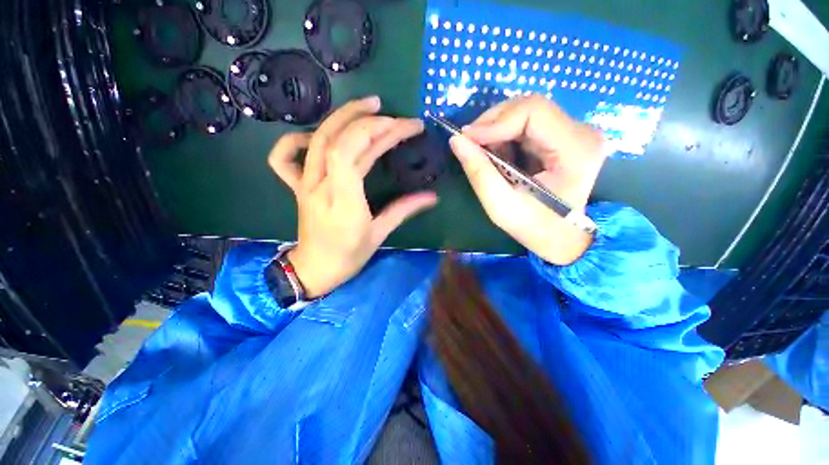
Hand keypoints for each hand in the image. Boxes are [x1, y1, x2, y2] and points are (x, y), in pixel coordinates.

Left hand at [268, 96, 437, 297]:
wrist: (315, 269)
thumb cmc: (349, 255)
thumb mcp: (379, 234)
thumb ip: (404, 210)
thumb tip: (432, 196)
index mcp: (343, 200)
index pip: (351, 152)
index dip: (378, 132)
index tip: (404, 127)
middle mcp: (320, 185)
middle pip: (338, 140)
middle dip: (369, 121)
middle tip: (394, 115)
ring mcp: (304, 184)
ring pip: (317, 139)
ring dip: (342, 117)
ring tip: (367, 105)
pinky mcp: (297, 186)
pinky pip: (284, 157)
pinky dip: (296, 138)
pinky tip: (317, 135)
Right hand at [450, 95, 606, 264]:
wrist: (563, 237)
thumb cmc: (535, 227)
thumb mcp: (501, 205)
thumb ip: (479, 171)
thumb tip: (456, 140)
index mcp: (575, 149)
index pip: (532, 112)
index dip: (494, 122)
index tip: (466, 139)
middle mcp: (581, 132)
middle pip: (529, 107)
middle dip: (492, 123)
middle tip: (469, 143)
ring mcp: (574, 133)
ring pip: (526, 113)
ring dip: (496, 130)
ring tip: (482, 153)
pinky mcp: (564, 138)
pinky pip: (528, 125)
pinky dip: (505, 137)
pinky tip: (497, 154)